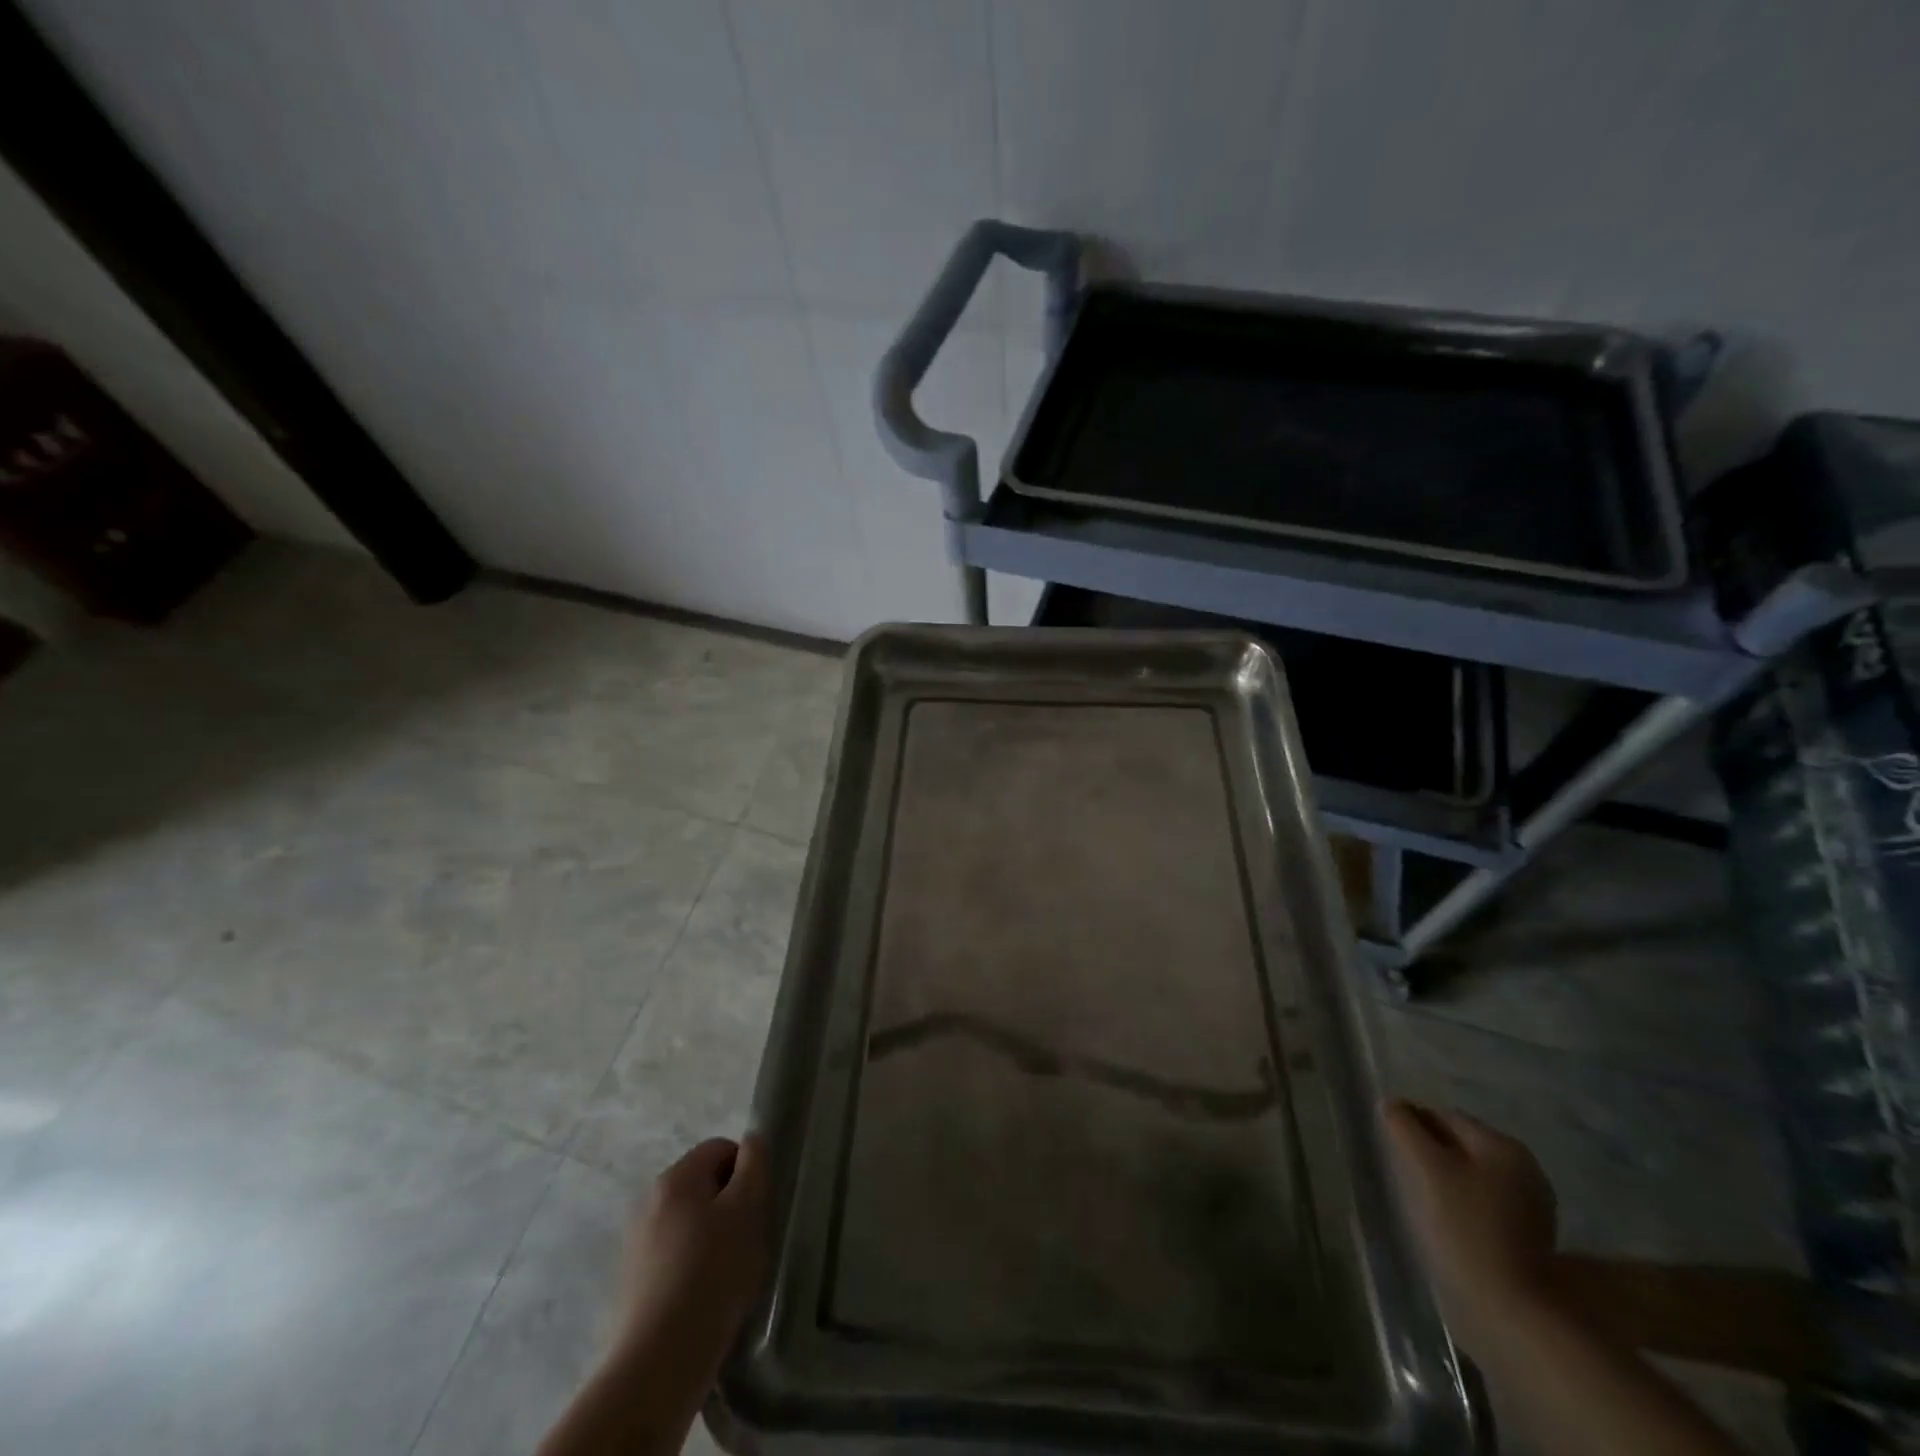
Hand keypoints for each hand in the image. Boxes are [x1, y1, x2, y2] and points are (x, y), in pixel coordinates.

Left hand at [617, 1135, 770, 1381]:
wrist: (659, 1361)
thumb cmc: (712, 1273)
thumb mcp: (748, 1209)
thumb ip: (754, 1165)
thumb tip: (751, 1140)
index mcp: (676, 1176)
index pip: (721, 1148)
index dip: (747, 1171)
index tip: (759, 1206)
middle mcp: (649, 1200)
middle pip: (703, 1185)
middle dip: (730, 1205)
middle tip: (749, 1239)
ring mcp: (636, 1242)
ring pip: (689, 1221)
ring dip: (713, 1236)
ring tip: (729, 1273)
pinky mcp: (632, 1281)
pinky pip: (674, 1255)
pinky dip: (693, 1265)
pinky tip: (705, 1296)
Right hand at [1383, 1099, 1557, 1358]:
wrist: (1513, 1310)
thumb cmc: (1464, 1227)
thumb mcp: (1425, 1167)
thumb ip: (1405, 1127)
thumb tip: (1393, 1104)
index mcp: (1504, 1146)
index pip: (1445, 1116)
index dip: (1413, 1126)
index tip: (1393, 1150)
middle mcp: (1526, 1168)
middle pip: (1462, 1144)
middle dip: (1432, 1152)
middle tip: (1407, 1176)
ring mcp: (1534, 1205)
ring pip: (1474, 1174)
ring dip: (1448, 1179)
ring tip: (1426, 1202)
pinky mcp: (1531, 1237)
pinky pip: (1486, 1202)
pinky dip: (1465, 1204)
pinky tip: (1452, 1225)